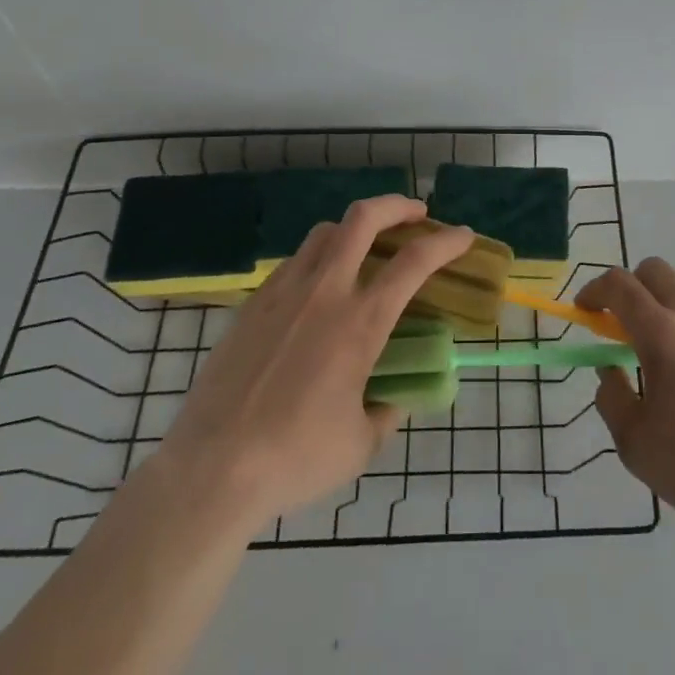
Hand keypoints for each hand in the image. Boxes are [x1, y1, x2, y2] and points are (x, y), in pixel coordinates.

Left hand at [153, 195, 471, 529]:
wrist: (211, 469)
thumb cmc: (294, 458)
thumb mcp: (359, 445)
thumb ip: (385, 413)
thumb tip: (393, 397)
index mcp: (360, 323)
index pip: (414, 262)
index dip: (446, 242)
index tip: (463, 236)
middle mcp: (325, 292)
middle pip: (364, 218)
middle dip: (397, 205)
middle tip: (416, 214)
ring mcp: (284, 292)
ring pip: (325, 232)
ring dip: (355, 228)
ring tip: (366, 245)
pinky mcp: (253, 304)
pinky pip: (294, 261)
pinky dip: (319, 257)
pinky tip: (318, 286)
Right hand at [578, 259, 674, 550]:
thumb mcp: (634, 442)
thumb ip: (610, 394)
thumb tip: (609, 368)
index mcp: (662, 333)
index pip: (618, 284)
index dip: (594, 290)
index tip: (587, 310)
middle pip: (654, 270)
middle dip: (631, 288)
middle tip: (625, 324)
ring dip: (668, 301)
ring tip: (669, 343)